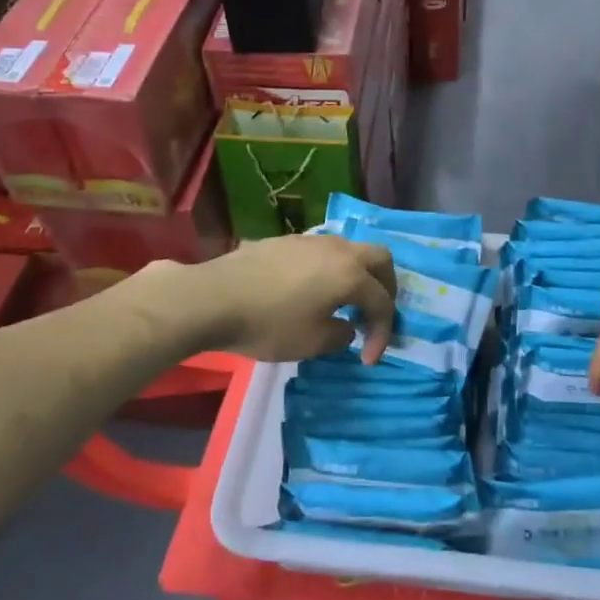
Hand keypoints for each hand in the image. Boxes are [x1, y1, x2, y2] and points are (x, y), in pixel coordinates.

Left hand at [117, 236, 396, 365]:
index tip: (369, 359)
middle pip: (380, 259)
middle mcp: (339, 249)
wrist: (214, 297)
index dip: (383, 332)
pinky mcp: (289, 241)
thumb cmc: (269, 323)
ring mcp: (313, 240)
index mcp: (351, 274)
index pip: (382, 302)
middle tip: (376, 315)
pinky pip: (326, 252)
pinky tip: (315, 291)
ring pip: (352, 251)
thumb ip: (340, 335)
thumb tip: (345, 326)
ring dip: (359, 276)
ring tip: (346, 304)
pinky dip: (334, 270)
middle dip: (386, 289)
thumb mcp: (312, 343)